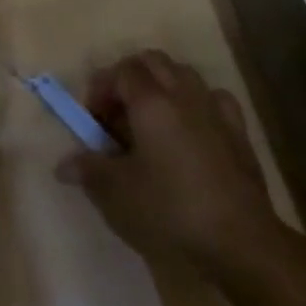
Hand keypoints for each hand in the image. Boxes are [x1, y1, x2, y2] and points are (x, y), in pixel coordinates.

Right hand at [58, 50, 285, 277]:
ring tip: (151, 119)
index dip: (100, 89)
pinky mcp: (240, 135)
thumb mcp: (116, 193)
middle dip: (129, 78)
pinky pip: (214, 100)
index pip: (119, 72)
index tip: (92, 121)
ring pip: (184, 74)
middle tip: (116, 112)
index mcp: (151, 102)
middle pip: (152, 61)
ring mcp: (215, 111)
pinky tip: (192, 129)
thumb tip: (64, 165)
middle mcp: (183, 95)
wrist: (241, 243)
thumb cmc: (170, 210)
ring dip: (163, 85)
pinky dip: (197, 104)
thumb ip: (88, 170)